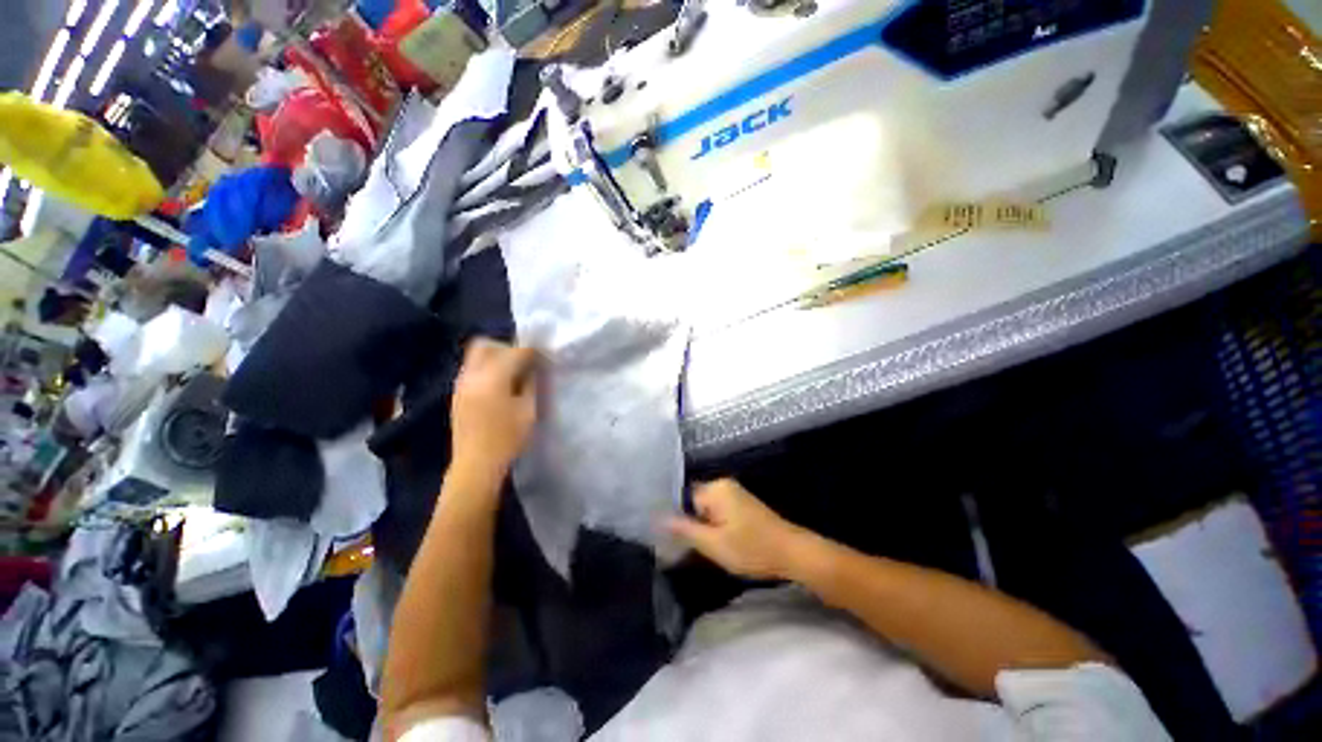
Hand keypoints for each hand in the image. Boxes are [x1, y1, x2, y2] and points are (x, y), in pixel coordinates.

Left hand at [451, 338, 539, 482]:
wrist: (476, 465)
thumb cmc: (507, 439)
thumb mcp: (528, 410)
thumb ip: (531, 383)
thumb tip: (533, 367)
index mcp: (492, 378)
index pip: (515, 352)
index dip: (533, 352)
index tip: (544, 357)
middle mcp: (472, 375)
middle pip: (486, 345)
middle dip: (507, 348)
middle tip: (524, 362)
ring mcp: (461, 384)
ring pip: (476, 355)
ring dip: (496, 357)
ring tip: (513, 374)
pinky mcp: (457, 393)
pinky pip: (472, 369)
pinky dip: (487, 368)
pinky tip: (499, 385)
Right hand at [667, 479, 805, 579]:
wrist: (792, 553)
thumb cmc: (751, 549)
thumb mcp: (713, 544)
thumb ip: (684, 529)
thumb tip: (657, 518)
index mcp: (715, 488)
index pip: (683, 499)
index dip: (679, 520)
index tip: (675, 541)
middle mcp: (724, 484)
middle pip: (694, 503)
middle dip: (692, 524)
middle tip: (694, 548)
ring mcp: (735, 493)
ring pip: (707, 509)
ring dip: (704, 527)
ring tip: (708, 548)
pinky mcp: (742, 504)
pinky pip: (719, 511)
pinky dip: (716, 526)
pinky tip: (721, 543)